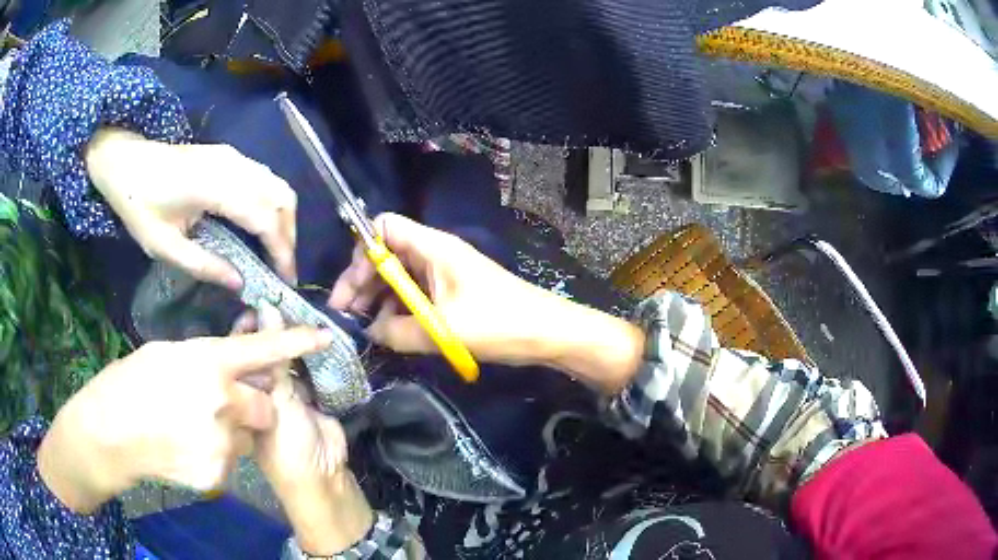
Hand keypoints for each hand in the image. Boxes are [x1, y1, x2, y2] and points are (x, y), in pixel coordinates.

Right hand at [37, 327, 332, 512]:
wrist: (112, 432)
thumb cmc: (132, 381)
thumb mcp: (169, 354)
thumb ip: (208, 358)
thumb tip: (235, 358)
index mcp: (209, 362)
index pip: (263, 350)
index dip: (295, 341)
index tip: (324, 336)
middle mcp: (223, 402)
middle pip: (265, 405)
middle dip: (254, 404)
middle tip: (224, 401)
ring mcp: (222, 443)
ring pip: (248, 436)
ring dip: (233, 431)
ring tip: (194, 425)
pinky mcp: (218, 474)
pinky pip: (230, 460)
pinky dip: (217, 453)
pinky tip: (188, 447)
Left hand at [84, 128, 297, 289]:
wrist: (126, 161)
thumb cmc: (139, 204)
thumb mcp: (164, 246)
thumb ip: (204, 265)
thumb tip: (240, 283)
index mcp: (214, 188)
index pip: (264, 217)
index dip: (281, 250)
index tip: (286, 280)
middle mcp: (233, 166)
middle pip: (281, 196)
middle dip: (289, 234)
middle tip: (281, 267)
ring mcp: (233, 157)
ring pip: (277, 184)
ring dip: (283, 218)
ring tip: (274, 250)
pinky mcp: (230, 156)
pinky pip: (264, 178)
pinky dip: (271, 204)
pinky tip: (259, 225)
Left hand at [247, 304, 373, 554]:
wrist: (323, 474)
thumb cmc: (286, 445)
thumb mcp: (276, 402)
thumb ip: (275, 359)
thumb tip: (269, 311)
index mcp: (240, 391)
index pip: (240, 352)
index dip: (250, 327)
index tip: (261, 298)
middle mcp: (258, 388)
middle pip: (263, 351)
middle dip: (273, 328)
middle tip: (284, 298)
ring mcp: (283, 392)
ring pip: (285, 358)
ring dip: (294, 339)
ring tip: (300, 309)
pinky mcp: (307, 395)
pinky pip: (306, 368)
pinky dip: (311, 353)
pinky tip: (315, 334)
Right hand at [329, 213, 561, 364]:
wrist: (546, 332)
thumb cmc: (498, 323)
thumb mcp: (442, 330)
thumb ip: (397, 331)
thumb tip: (369, 332)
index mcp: (432, 247)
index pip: (382, 227)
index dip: (361, 252)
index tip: (352, 289)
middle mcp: (433, 254)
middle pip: (385, 254)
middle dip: (361, 282)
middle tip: (345, 315)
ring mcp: (442, 274)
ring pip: (398, 277)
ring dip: (377, 299)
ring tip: (363, 328)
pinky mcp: (450, 293)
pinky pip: (414, 295)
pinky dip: (397, 310)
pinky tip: (389, 332)